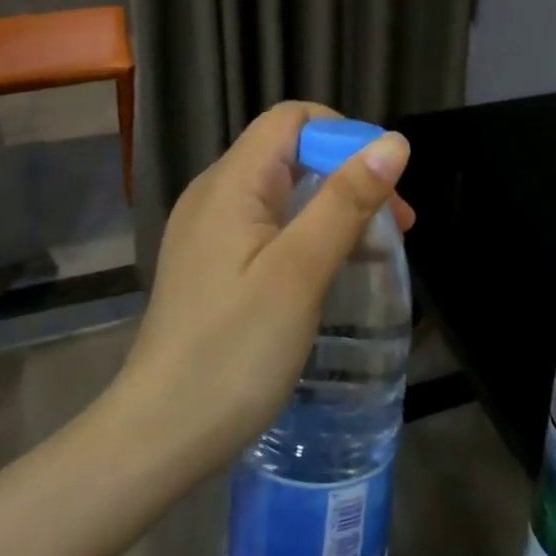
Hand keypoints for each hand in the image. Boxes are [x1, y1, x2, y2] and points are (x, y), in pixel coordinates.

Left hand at [113, 102, 412, 474]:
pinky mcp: (211, 264)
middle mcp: (214, 194)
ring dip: (333, 206)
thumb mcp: (301, 271)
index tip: (385, 181)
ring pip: (282, 191)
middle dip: (348, 174)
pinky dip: (307, 232)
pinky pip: (267, 225)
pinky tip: (330, 270)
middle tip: (395, 225)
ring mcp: (208, 231)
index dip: (344, 135)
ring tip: (374, 249)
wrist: (159, 436)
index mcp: (231, 183)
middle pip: (289, 152)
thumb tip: (393, 142)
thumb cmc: (234, 350)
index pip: (292, 119)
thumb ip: (346, 200)